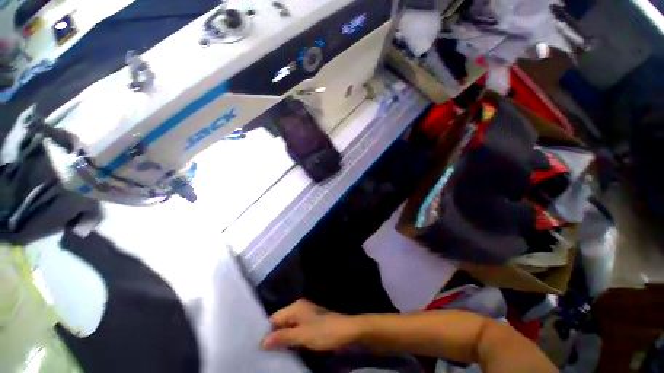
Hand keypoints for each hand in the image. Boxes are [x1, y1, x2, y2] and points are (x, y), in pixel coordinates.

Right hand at [261, 299, 358, 350]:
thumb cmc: (323, 331)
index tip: (258, 348)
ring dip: (282, 340)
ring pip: (288, 328)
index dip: (267, 332)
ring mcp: (305, 317)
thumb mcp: (301, 335)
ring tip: (272, 355)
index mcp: (295, 307)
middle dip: (274, 337)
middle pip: (280, 323)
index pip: (274, 318)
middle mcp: (299, 309)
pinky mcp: (310, 325)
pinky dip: (291, 340)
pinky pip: (295, 332)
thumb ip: (282, 337)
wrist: (346, 331)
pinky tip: (286, 351)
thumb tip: (261, 342)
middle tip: (264, 354)